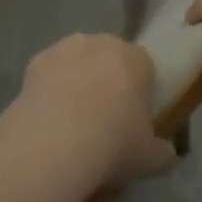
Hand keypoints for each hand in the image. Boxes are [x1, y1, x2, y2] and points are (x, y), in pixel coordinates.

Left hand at [4, 34, 174, 186]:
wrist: (54, 144)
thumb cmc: (113, 144)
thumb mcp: (151, 158)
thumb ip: (163, 152)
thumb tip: (165, 152)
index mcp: (137, 59)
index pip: (144, 68)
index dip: (139, 92)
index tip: (133, 118)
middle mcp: (103, 43)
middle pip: (109, 59)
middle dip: (107, 81)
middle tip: (102, 119)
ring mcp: (66, 49)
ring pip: (77, 62)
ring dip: (76, 81)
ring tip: (70, 120)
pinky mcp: (35, 61)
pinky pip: (48, 73)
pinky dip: (49, 89)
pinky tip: (47, 118)